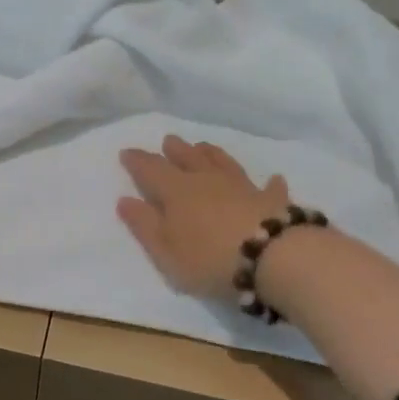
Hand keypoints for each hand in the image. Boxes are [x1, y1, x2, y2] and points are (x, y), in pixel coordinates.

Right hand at [117, 135, 290, 300]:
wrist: (273, 257)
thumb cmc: (210, 258)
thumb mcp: (166, 250)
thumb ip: (144, 225)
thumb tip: (124, 200)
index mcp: (176, 191)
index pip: (151, 170)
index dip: (137, 161)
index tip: (127, 152)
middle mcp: (207, 181)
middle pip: (188, 158)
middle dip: (175, 150)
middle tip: (169, 140)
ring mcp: (242, 187)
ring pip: (223, 163)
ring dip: (211, 154)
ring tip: (203, 146)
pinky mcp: (272, 201)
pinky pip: (269, 187)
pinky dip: (269, 182)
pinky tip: (274, 178)